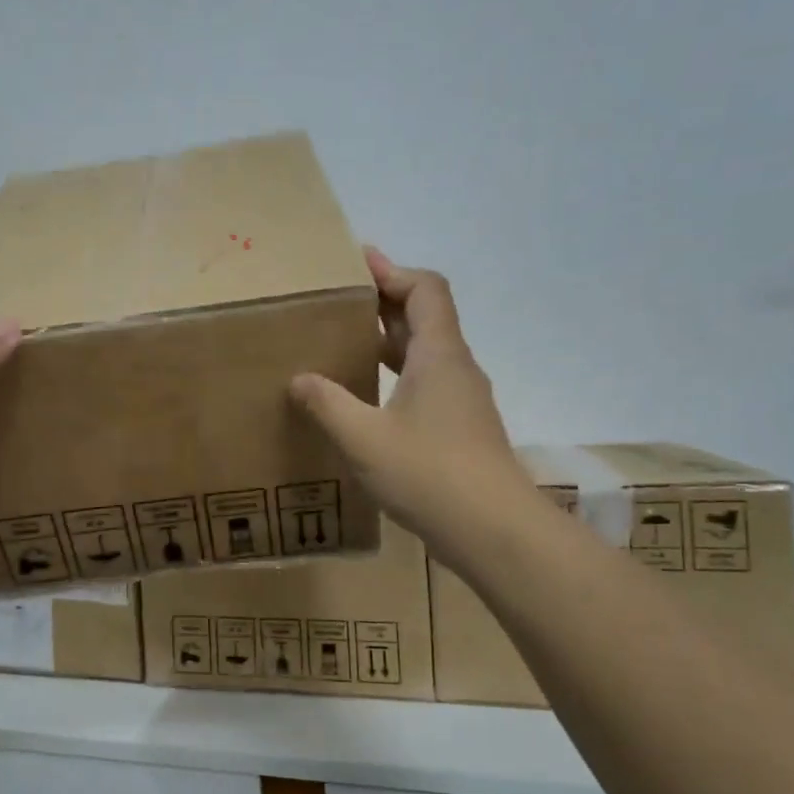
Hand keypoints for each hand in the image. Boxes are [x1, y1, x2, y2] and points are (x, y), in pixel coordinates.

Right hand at [289, 248, 532, 566]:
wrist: (494, 531)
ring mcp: (463, 401)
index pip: (425, 290)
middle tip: (342, 300)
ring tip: (348, 341)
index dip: (393, 271)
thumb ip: (328, 404)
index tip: (358, 263)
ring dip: (391, 340)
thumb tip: (300, 379)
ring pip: (426, 353)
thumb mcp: (363, 438)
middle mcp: (456, 369)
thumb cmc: (428, 473)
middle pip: (426, 317)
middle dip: (385, 302)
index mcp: (438, 356)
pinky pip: (427, 383)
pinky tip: (369, 398)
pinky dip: (398, 374)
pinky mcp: (462, 429)